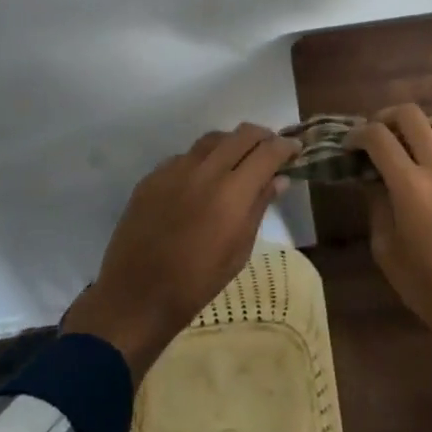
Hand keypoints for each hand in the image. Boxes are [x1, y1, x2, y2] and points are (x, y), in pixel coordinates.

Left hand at [63, 123, 298, 378]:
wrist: (137, 296)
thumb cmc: (197, 283)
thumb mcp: (238, 251)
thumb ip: (258, 208)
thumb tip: (278, 179)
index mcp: (232, 193)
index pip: (267, 152)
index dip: (285, 147)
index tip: (295, 148)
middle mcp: (205, 171)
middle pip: (241, 134)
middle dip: (262, 137)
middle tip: (270, 150)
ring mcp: (175, 169)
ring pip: (212, 139)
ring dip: (231, 143)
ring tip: (237, 159)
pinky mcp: (153, 176)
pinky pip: (185, 156)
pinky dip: (201, 160)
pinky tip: (201, 180)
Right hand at [348, 104, 431, 358]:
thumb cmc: (429, 290)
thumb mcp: (387, 252)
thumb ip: (377, 207)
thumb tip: (373, 180)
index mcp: (410, 188)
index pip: (378, 137)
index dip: (358, 134)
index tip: (351, 146)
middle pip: (411, 116)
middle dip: (387, 117)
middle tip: (380, 135)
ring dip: (424, 127)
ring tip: (416, 144)